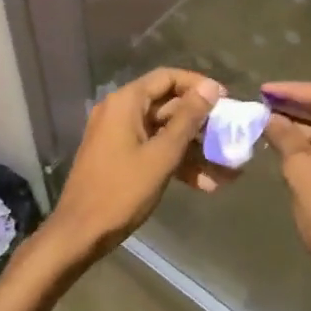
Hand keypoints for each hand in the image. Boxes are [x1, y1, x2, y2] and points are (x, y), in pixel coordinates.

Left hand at [37, 68, 226, 266]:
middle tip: (230, 136)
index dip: (198, 85)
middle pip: (168, 105)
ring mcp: (118, 136)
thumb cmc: (122, 191)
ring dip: (194, 148)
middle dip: (201, 123)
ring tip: (227, 169)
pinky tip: (205, 184)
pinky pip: (154, 150)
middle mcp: (120, 112)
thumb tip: (211, 87)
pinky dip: (177, 162)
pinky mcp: (120, 158)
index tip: (225, 100)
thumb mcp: (162, 155)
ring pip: (164, 132)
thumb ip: (188, 119)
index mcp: (126, 102)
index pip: (167, 77)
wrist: (80, 233)